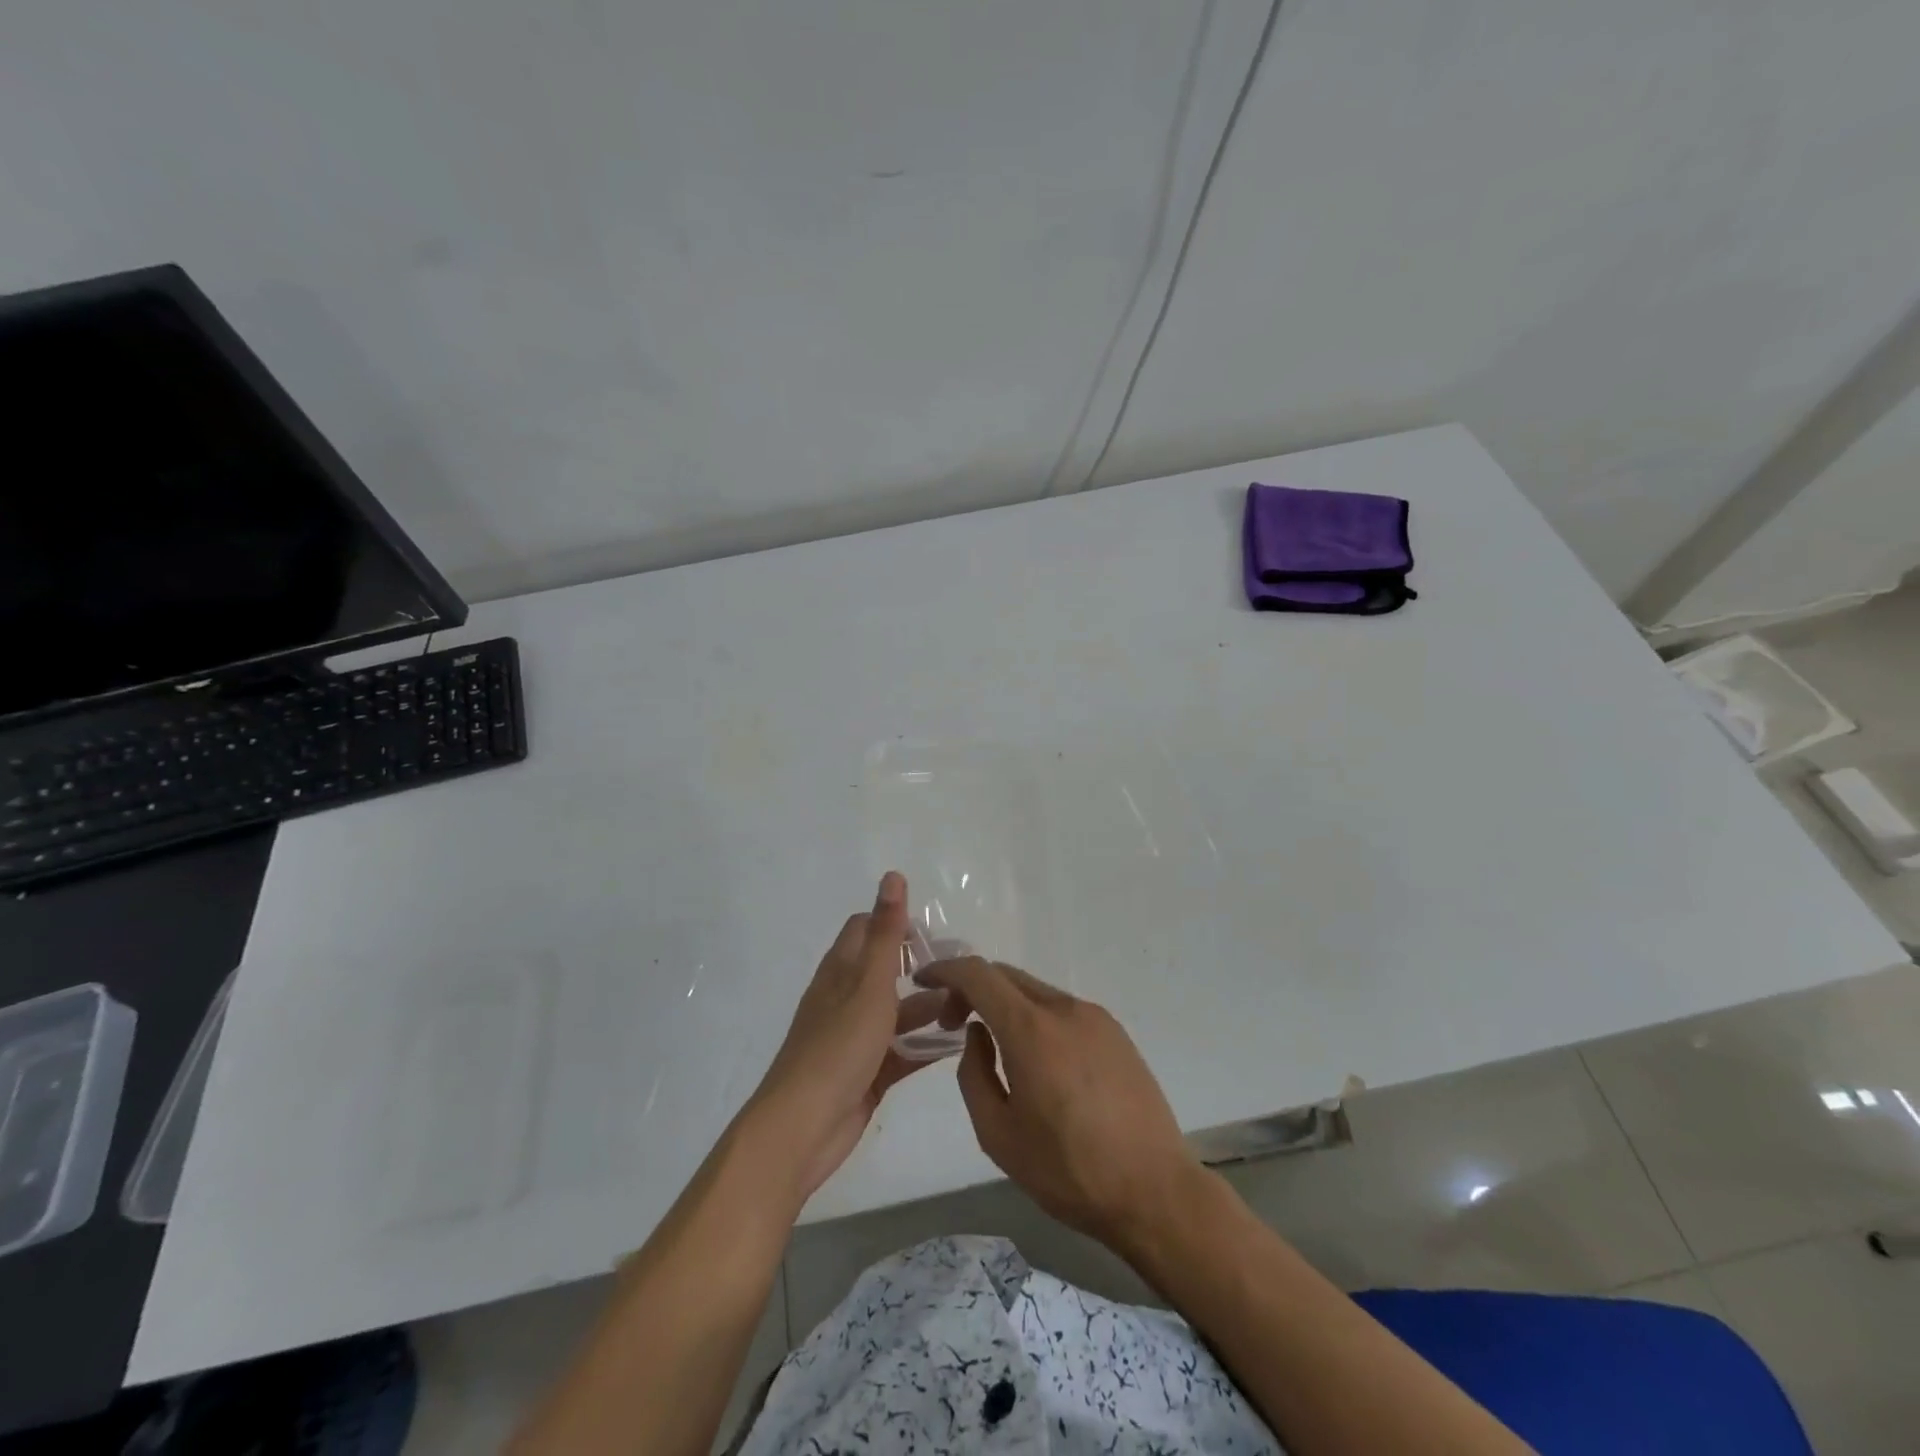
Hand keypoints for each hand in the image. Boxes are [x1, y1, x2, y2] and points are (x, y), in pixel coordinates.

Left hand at [741, 871, 945, 1204]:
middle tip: (964, 972)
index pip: (866, 929)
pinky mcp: (866, 1073)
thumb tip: (893, 875)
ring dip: (928, 1008)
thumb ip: (886, 932)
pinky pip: (901, 1051)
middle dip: (921, 968)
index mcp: (841, 971)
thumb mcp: (869, 984)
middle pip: (885, 971)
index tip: (934, 934)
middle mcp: (845, 998)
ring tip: (969, 1007)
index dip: (896, 923)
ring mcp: (855, 1038)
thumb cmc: (838, 1046)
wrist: (803, 1127)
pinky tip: (957, 1044)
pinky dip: (924, 1045)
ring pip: (897, 1013)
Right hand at [918, 958, 1202, 1251]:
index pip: (978, 974)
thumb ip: (974, 1074)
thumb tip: (978, 1033)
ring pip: (1035, 991)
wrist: (1155, 1191)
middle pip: (1006, 975)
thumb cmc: (1068, 1171)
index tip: (923, 980)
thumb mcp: (998, 1134)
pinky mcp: (1116, 1032)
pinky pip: (1062, 1009)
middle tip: (952, 1022)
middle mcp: (1064, 1008)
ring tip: (995, 1045)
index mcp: (1031, 1029)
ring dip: (1005, 1003)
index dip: (945, 969)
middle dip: (972, 988)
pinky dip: (1036, 1016)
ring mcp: (1095, 1017)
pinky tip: (1037, 1058)